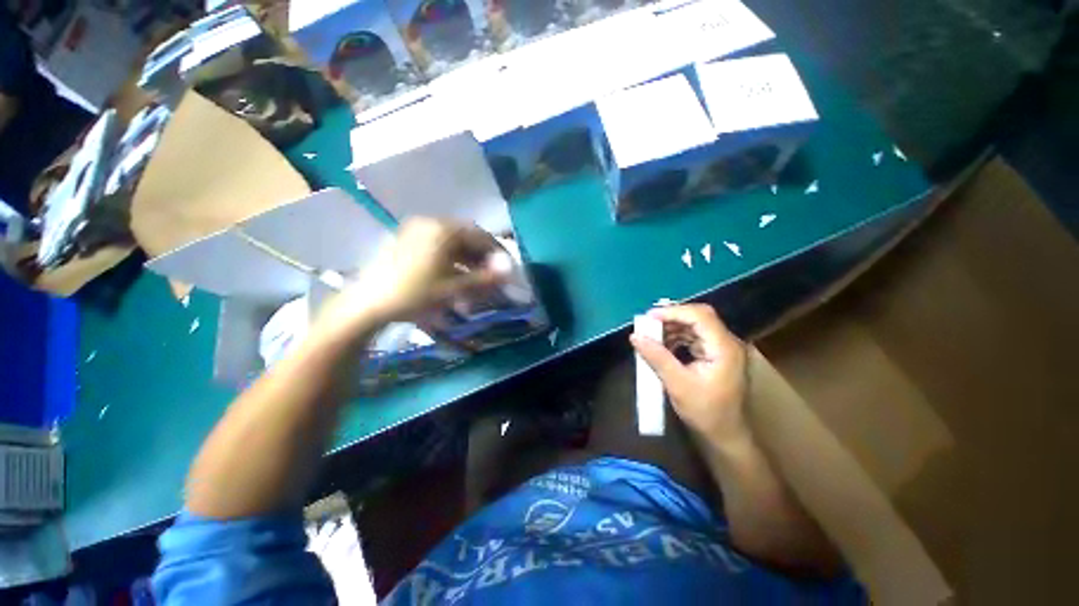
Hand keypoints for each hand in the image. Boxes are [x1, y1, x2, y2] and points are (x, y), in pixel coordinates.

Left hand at [311, 218, 506, 342]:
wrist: (368, 303)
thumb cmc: (413, 295)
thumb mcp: (452, 289)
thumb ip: (483, 278)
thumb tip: (510, 269)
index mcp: (442, 228)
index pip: (479, 234)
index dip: (496, 253)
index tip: (505, 273)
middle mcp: (428, 223)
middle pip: (462, 238)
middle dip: (478, 260)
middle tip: (488, 283)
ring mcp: (412, 232)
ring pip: (447, 245)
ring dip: (462, 264)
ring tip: (469, 290)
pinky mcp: (400, 243)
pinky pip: (431, 248)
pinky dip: (444, 263)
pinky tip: (447, 284)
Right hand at [630, 304, 748, 443]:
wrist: (726, 435)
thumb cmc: (705, 412)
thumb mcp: (678, 386)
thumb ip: (658, 358)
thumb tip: (635, 336)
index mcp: (724, 346)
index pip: (700, 316)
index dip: (674, 312)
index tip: (649, 317)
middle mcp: (729, 342)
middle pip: (701, 318)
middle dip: (674, 318)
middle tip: (649, 324)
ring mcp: (727, 350)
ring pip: (700, 328)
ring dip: (677, 329)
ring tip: (654, 336)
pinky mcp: (722, 358)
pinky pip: (701, 340)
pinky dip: (684, 340)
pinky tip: (667, 347)